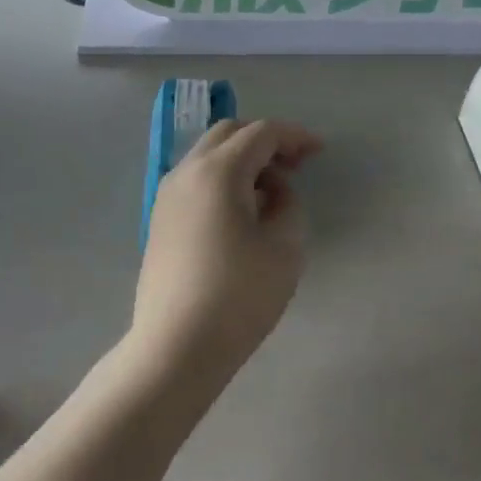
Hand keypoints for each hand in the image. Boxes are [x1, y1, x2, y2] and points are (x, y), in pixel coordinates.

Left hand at [131, 119, 321, 385]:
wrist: (176, 346)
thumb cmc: (238, 295)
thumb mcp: (285, 247)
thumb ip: (287, 203)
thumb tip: (272, 190)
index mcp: (217, 171)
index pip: (261, 133)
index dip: (294, 136)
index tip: (319, 151)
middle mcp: (186, 172)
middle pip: (229, 133)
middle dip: (265, 140)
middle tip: (295, 166)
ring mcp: (167, 195)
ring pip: (208, 155)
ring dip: (242, 159)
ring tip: (271, 190)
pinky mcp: (160, 219)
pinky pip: (196, 180)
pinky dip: (223, 178)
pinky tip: (242, 210)